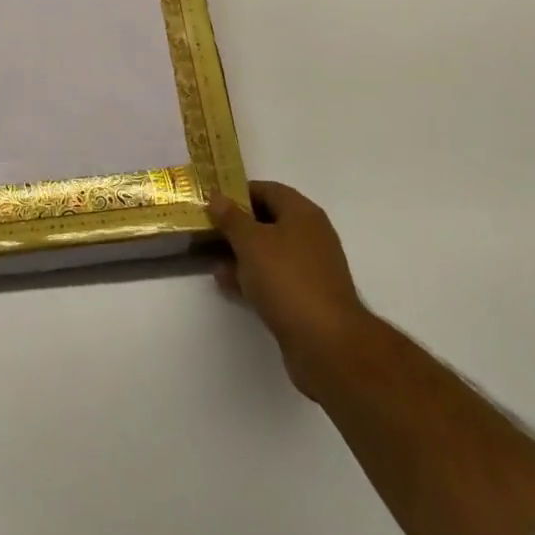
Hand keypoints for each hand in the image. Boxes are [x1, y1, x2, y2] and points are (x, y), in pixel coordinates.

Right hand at [208, 180, 371, 401]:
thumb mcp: (251, 242)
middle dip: (237, 226)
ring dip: (241, 255)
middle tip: (207, 232)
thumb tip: (217, 196)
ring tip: (212, 260)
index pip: (267, 190)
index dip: (238, 193)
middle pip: (268, 221)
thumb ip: (231, 218)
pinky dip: (252, 278)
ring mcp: (310, 269)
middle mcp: (310, 236)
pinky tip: (228, 285)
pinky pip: (274, 278)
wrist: (327, 344)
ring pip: (269, 252)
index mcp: (302, 213)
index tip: (212, 202)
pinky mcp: (307, 298)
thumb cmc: (287, 280)